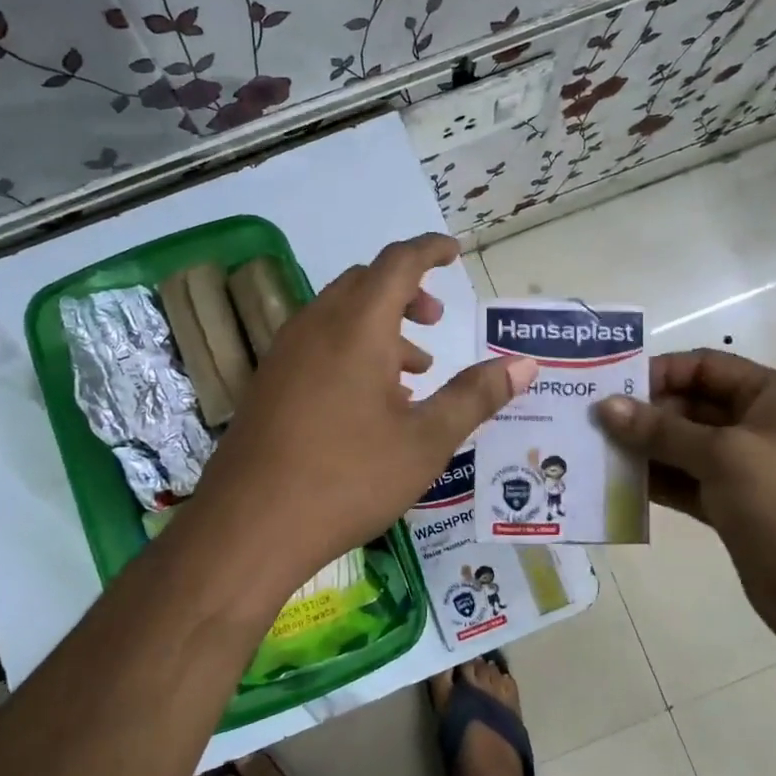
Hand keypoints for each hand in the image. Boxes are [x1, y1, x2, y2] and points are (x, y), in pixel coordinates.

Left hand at [188, 234, 534, 601]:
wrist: (250, 525)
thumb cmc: (348, 477)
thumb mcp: (426, 440)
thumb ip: (476, 396)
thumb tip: (524, 364)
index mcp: (357, 326)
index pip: (398, 262)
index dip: (430, 250)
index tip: (455, 252)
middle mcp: (316, 326)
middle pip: (365, 283)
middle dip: (407, 292)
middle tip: (437, 322)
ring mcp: (285, 354)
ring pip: (339, 316)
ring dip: (380, 327)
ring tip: (414, 372)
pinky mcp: (269, 383)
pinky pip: (317, 344)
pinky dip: (352, 351)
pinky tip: (370, 403)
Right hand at [598, 350, 775, 656]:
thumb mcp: (723, 456)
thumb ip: (660, 430)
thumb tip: (604, 407)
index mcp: (774, 398)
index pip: (706, 366)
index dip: (660, 372)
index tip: (611, 388)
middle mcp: (760, 426)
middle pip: (691, 405)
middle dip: (645, 413)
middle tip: (594, 423)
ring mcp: (746, 469)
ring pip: (684, 446)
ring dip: (644, 448)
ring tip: (596, 451)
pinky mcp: (732, 506)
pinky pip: (685, 481)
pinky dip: (656, 480)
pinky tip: (618, 482)